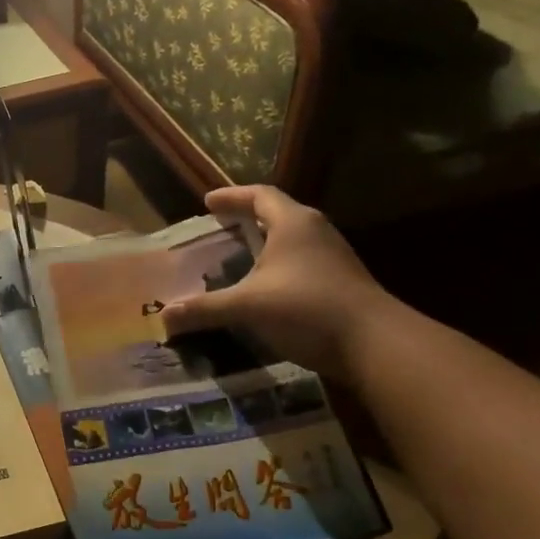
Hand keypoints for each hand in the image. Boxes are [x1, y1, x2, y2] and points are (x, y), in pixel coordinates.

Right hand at [160, 186, 391, 382]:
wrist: (376, 344)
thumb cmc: (307, 309)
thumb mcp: (248, 306)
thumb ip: (205, 308)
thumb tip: (163, 317)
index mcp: (293, 223)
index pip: (260, 195)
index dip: (232, 196)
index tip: (207, 202)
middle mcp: (316, 231)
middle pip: (278, 213)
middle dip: (247, 218)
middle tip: (220, 226)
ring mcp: (333, 256)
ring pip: (292, 239)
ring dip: (265, 242)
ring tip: (239, 254)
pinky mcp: (341, 281)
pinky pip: (302, 261)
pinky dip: (278, 264)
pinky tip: (265, 286)